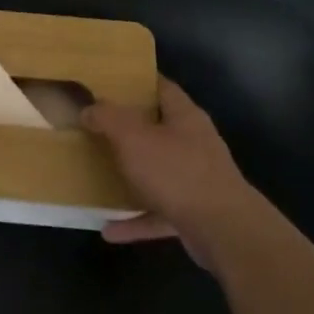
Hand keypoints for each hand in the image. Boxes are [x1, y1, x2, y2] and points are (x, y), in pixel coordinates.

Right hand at [82, 78, 259, 261]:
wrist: (225, 232)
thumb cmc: (177, 173)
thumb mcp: (133, 138)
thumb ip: (107, 118)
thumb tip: (88, 109)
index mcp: (184, 116)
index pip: (161, 87)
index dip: (137, 81)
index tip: (108, 82)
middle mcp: (194, 143)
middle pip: (158, 129)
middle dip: (128, 130)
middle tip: (95, 127)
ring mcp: (197, 180)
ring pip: (157, 172)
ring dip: (130, 177)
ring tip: (99, 176)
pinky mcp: (195, 213)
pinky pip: (158, 212)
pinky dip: (135, 219)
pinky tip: (108, 229)